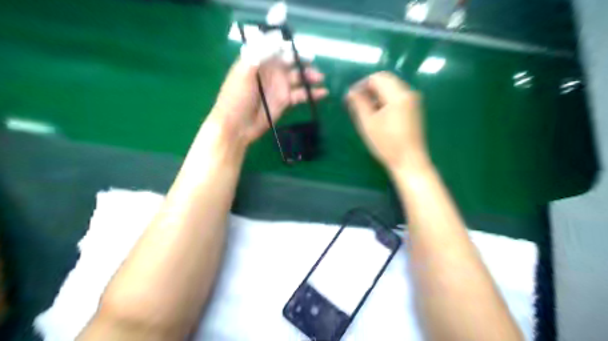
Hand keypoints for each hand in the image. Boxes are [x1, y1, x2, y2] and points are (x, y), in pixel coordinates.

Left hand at [213, 55, 329, 144]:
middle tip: (312, 61)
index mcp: (259, 60)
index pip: (276, 47)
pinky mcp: (285, 101)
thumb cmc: (236, 97)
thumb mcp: (243, 72)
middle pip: (290, 61)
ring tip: (320, 78)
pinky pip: (301, 95)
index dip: (288, 44)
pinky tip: (323, 92)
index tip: (298, 44)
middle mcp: (271, 71)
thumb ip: (259, 53)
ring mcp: (279, 87)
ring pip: (298, 77)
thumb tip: (276, 36)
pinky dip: (312, 93)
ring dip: (309, 76)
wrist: (236, 126)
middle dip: (302, 60)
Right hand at [346, 72, 425, 172]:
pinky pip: (397, 97)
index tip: (350, 96)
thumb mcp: (368, 123)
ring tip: (364, 109)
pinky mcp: (414, 109)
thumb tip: (351, 92)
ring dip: (376, 94)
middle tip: (355, 101)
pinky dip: (385, 100)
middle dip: (368, 88)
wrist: (409, 161)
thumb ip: (358, 104)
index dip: (361, 84)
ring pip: (391, 88)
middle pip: (386, 80)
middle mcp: (408, 93)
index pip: (377, 78)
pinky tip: (377, 113)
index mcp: (398, 95)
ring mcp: (413, 101)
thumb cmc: (387, 144)